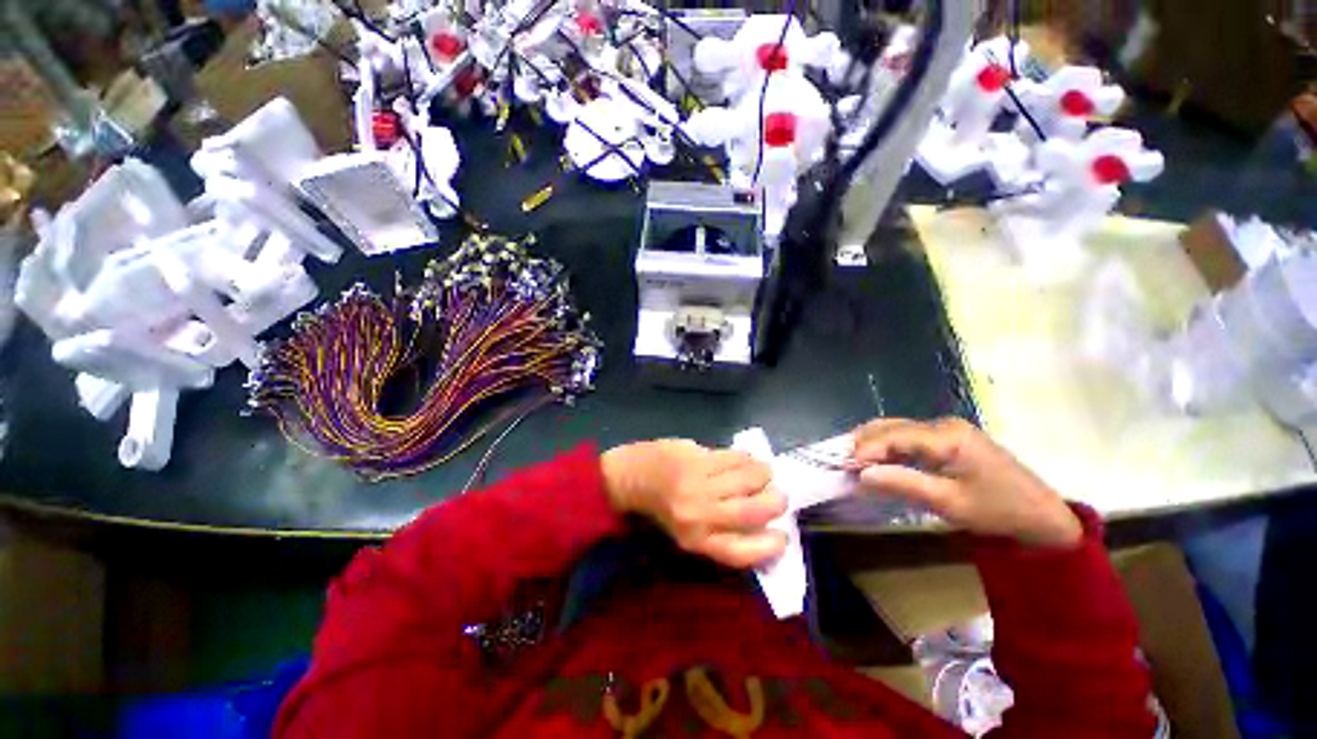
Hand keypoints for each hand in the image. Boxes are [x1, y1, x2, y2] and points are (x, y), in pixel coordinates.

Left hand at [601, 440, 787, 567]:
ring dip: (764, 475)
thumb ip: (721, 531)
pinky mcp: (696, 458)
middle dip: (776, 502)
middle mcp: (699, 515)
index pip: (745, 552)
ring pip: (750, 479)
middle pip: (755, 511)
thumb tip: (765, 524)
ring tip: (761, 472)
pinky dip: (747, 457)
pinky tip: (743, 459)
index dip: (772, 546)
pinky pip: (735, 457)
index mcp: (696, 541)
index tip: (783, 534)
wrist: (631, 477)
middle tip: (776, 495)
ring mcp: (698, 484)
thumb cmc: (661, 507)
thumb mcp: (688, 531)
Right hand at [849, 418, 1082, 547]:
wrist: (1044, 517)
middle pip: (891, 426)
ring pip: (896, 429)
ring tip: (853, 461)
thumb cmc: (998, 511)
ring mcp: (946, 429)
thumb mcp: (949, 503)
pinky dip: (888, 447)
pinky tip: (876, 458)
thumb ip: (903, 483)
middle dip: (864, 443)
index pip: (893, 436)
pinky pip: (908, 437)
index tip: (843, 465)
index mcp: (947, 436)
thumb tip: (861, 474)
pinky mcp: (948, 438)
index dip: (865, 449)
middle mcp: (943, 425)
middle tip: (842, 462)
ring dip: (873, 443)